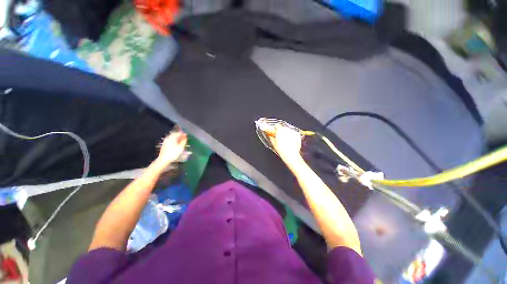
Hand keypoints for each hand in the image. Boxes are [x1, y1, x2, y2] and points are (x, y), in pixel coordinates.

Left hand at [156, 130, 187, 167]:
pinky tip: (176, 144)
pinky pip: (170, 140)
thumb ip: (183, 141)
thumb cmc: (173, 153)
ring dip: (177, 138)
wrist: (164, 159)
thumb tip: (185, 137)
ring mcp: (165, 141)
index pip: (178, 133)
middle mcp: (168, 138)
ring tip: (181, 141)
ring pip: (172, 137)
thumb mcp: (181, 147)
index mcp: (172, 138)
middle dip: (180, 135)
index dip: (183, 134)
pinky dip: (174, 140)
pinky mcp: (164, 145)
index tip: (186, 135)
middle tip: (184, 138)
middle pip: (174, 135)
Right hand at [269, 125, 302, 162]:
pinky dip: (291, 136)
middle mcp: (287, 130)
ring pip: (288, 131)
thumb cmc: (282, 150)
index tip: (274, 131)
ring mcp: (293, 132)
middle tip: (279, 137)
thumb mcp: (274, 144)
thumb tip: (270, 136)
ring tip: (285, 140)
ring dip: (286, 133)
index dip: (275, 128)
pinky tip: (290, 142)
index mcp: (280, 131)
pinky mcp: (298, 136)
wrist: (291, 155)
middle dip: (281, 131)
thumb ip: (272, 138)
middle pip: (283, 128)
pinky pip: (293, 134)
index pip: (277, 125)